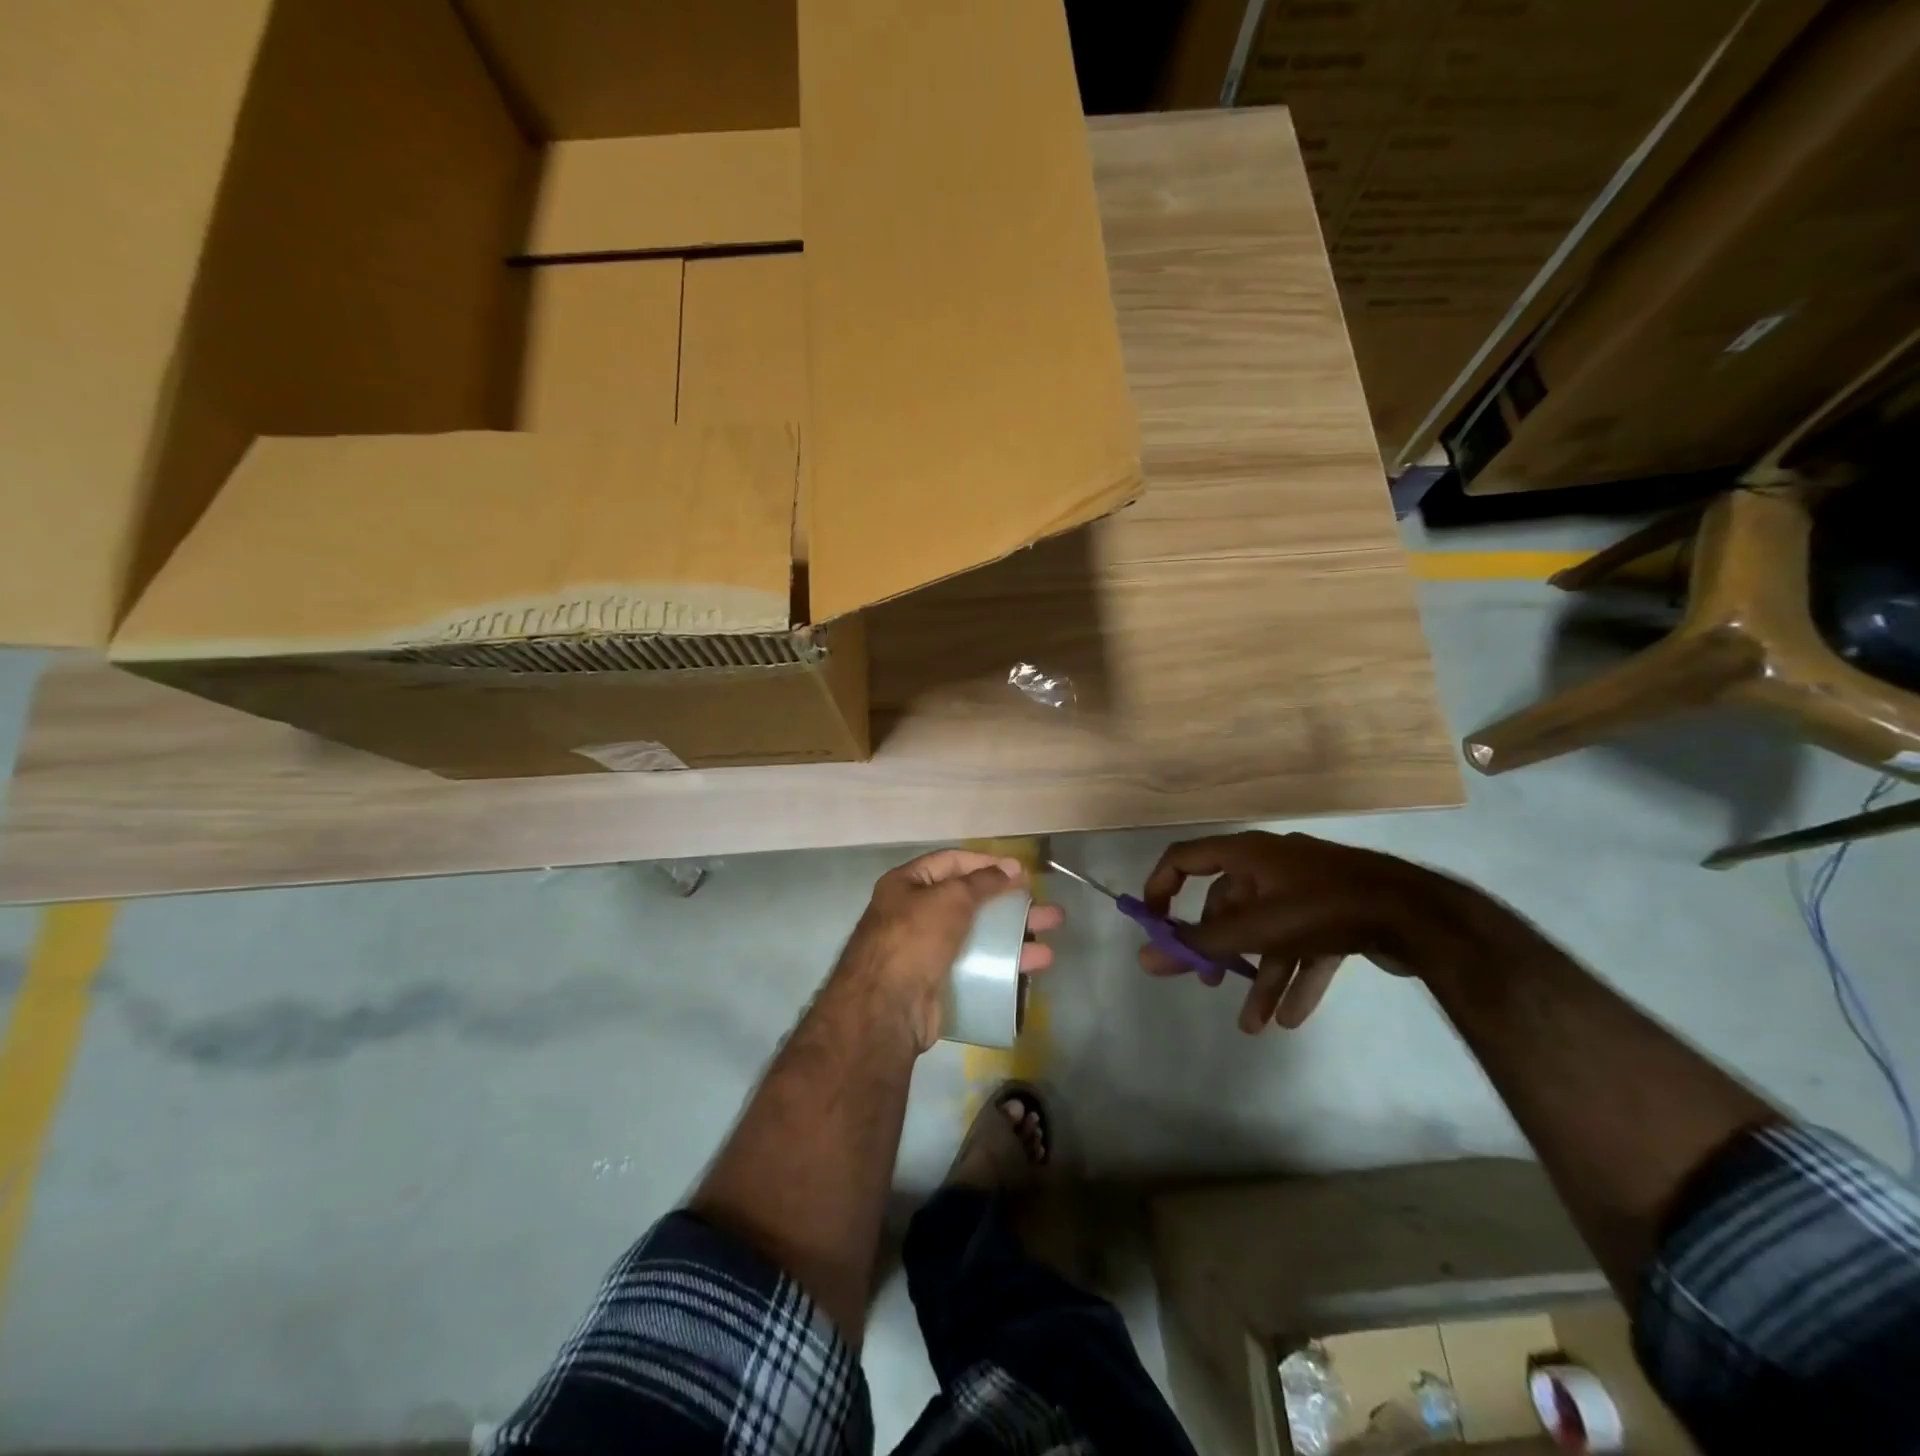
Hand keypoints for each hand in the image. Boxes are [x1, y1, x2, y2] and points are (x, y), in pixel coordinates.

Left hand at [842, 849, 1062, 1050]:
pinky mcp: (937, 982)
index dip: (986, 863)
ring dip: (1014, 939)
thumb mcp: (951, 898)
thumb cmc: (915, 938)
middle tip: (1045, 910)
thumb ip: (983, 882)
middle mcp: (914, 913)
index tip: (1020, 872)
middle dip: (1009, 906)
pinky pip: (974, 966)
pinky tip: (1028, 970)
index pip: (951, 862)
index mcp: (906, 884)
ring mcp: (926, 950)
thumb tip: (1012, 868)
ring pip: (977, 937)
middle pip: (970, 901)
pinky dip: (1001, 966)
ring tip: (1049, 946)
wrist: (887, 1008)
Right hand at [1140, 831, 1496, 1032]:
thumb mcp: (1255, 928)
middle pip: (1229, 905)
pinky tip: (1292, 1019)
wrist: (1416, 914)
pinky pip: (1305, 946)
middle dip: (1217, 948)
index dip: (1161, 886)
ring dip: (1258, 977)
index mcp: (1247, 854)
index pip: (1185, 859)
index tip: (1152, 924)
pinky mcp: (1339, 915)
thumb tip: (1146, 955)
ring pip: (1269, 933)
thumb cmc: (1321, 908)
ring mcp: (1308, 889)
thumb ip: (1199, 944)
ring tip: (1253, 1024)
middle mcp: (1272, 865)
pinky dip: (1295, 978)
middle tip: (1206, 981)